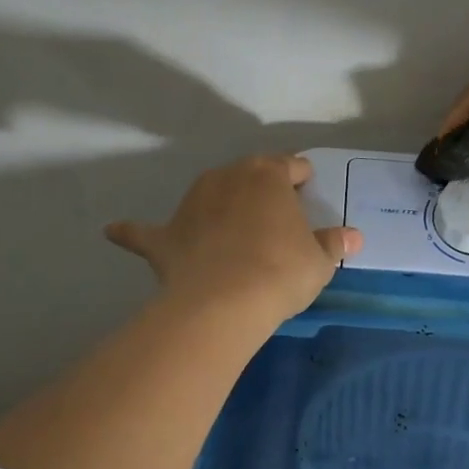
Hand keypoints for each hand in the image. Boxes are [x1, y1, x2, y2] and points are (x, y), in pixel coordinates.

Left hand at [106, 155, 361, 328]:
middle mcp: (226, 178)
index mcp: (267, 176)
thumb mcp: (319, 260)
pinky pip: (144, 231)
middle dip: (260, 189)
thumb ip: (333, 243)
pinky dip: (132, 231)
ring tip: (229, 227)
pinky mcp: (164, 236)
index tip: (307, 189)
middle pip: (247, 175)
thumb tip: (354, 237)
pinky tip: (114, 230)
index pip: (289, 166)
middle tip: (274, 215)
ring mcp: (190, 204)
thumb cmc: (281, 271)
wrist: (225, 302)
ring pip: (206, 194)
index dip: (300, 178)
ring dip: (217, 205)